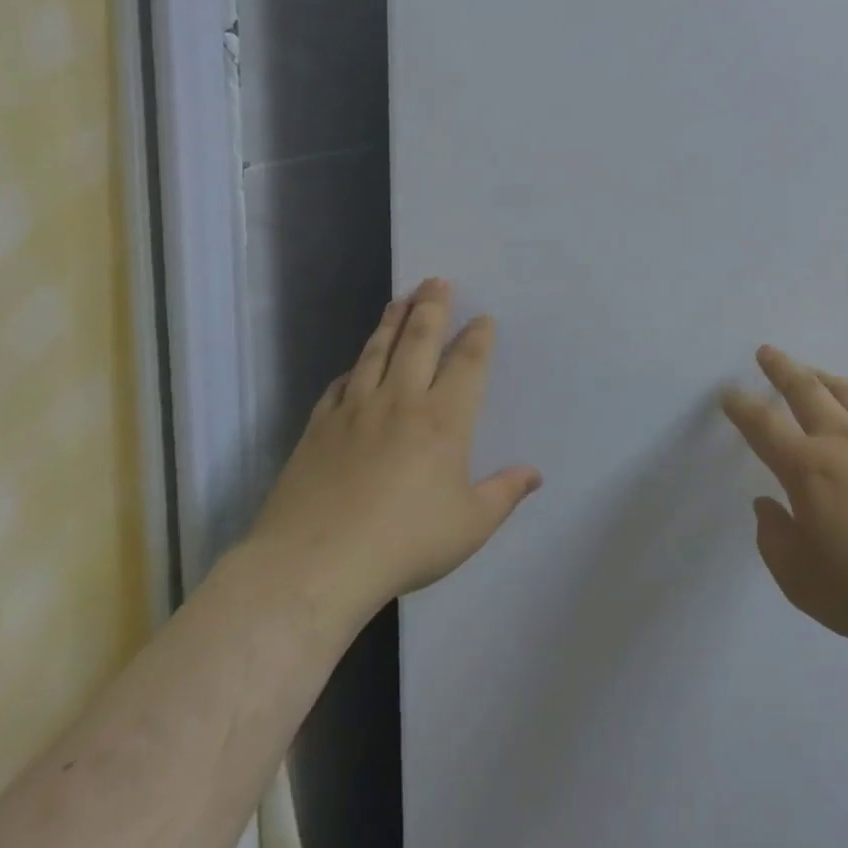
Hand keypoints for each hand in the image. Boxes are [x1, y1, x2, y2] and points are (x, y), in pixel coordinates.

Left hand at [245, 278, 540, 638]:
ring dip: (392, 322)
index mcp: (444, 419)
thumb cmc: (404, 543)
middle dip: (432, 307)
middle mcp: (402, 401)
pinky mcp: (318, 428)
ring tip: (401, 299)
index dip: (477, 337)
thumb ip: (504, 494)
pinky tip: (356, 364)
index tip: (483, 319)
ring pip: (377, 352)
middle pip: (420, 340)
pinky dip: (354, 368)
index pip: (467, 363)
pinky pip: (340, 385)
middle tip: (437, 281)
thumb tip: (534, 474)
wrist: (312, 566)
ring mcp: (355, 410)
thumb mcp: (469, 525)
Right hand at [720, 347, 847, 657]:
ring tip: (811, 372)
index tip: (729, 392)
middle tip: (767, 352)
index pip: (763, 426)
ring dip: (821, 378)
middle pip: (805, 389)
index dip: (742, 406)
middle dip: (781, 368)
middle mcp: (841, 440)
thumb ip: (774, 539)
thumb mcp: (802, 581)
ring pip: (845, 393)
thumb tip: (765, 504)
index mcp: (807, 468)